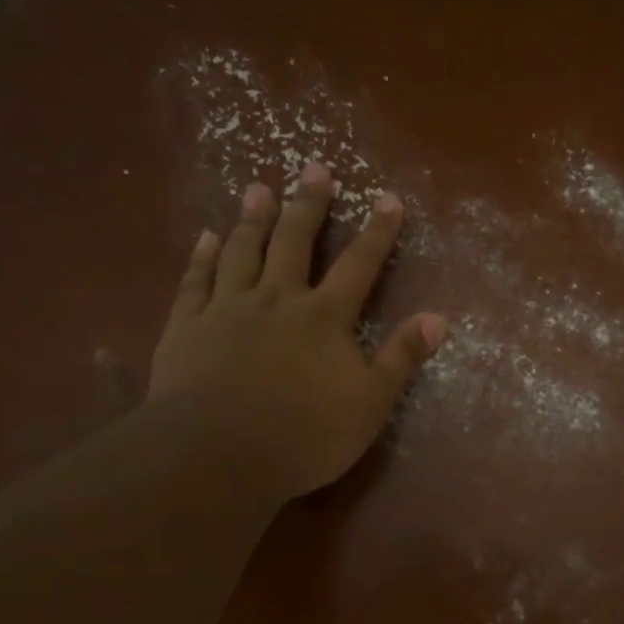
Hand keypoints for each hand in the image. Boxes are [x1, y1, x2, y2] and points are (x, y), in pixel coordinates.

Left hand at [147, 163, 446, 501]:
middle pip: (294, 242)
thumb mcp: (370, 403)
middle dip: (308, 204)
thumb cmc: (305, 434)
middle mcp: (277, 299)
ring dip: (253, 219)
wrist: (217, 456)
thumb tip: (438, 318)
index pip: (359, 264)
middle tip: (313, 168)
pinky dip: (201, 257)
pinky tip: (206, 237)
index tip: (387, 198)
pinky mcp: (186, 328)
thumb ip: (402, 357)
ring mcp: (227, 310)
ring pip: (242, 252)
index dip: (377, 231)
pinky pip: (195, 282)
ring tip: (258, 189)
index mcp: (324, 317)